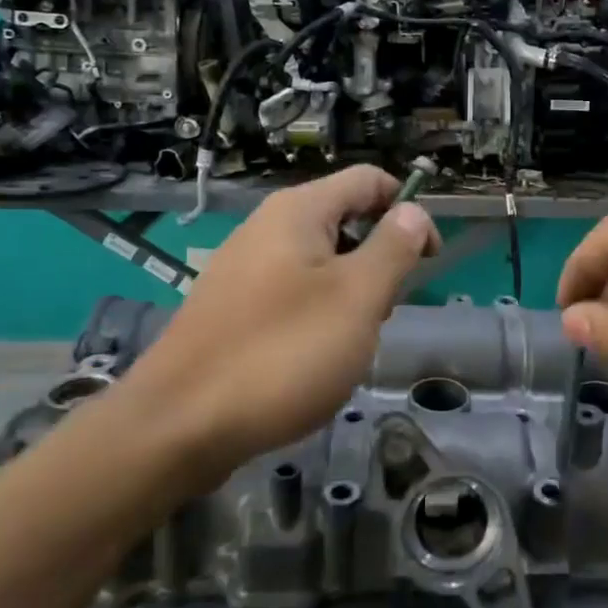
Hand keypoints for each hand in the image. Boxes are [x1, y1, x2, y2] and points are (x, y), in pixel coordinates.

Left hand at [116, 166, 438, 471]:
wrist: (178, 426)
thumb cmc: (282, 354)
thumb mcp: (357, 298)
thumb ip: (392, 248)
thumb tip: (413, 211)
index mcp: (298, 212)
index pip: (369, 181)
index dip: (408, 210)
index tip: (428, 260)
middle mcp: (267, 228)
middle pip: (345, 219)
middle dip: (378, 259)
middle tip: (381, 312)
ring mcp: (244, 268)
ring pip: (321, 262)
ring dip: (350, 293)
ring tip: (347, 343)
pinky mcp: (232, 307)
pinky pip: (292, 293)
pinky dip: (317, 314)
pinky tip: (312, 359)